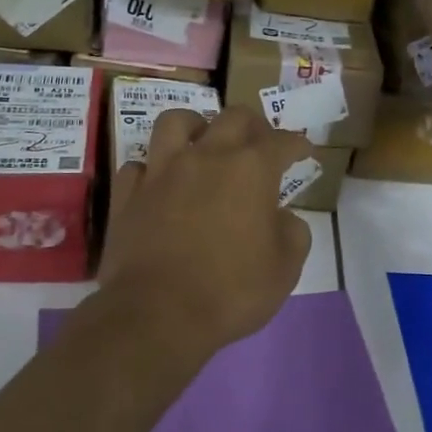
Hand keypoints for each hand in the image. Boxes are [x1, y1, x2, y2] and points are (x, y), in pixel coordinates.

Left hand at [98, 106, 313, 361]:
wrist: (158, 314)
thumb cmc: (231, 292)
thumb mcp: (285, 269)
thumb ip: (292, 232)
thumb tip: (280, 217)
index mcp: (251, 170)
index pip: (282, 142)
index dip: (297, 144)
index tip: (304, 151)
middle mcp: (207, 156)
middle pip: (233, 117)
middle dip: (253, 125)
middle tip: (259, 144)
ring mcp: (162, 171)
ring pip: (175, 122)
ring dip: (195, 126)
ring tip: (201, 142)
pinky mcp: (128, 193)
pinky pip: (139, 165)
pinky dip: (152, 170)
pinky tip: (160, 184)